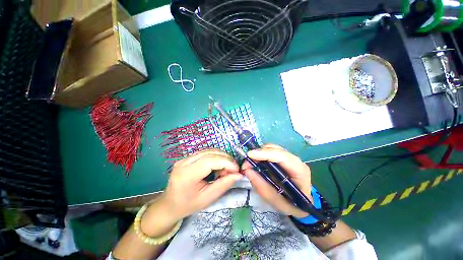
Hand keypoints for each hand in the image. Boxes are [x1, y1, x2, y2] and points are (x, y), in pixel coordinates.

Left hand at [163, 149, 241, 218]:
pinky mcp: (187, 157)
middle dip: (226, 159)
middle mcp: (184, 162)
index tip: (237, 169)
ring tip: (226, 169)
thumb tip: (239, 175)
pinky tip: (218, 166)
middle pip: (210, 153)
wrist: (170, 204)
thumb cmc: (189, 205)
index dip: (226, 162)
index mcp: (187, 175)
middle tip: (233, 170)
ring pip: (209, 151)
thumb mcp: (208, 199)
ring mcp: (184, 158)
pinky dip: (216, 157)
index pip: (210, 161)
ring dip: (222, 157)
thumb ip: (224, 185)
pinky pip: (206, 153)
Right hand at [242, 144, 311, 217]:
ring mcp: (290, 157)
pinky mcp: (284, 158)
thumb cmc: (292, 205)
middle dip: (259, 153)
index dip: (265, 154)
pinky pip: (271, 151)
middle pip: (276, 150)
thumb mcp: (276, 201)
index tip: (249, 155)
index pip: (282, 157)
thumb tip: (247, 170)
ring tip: (251, 163)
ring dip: (260, 153)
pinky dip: (262, 154)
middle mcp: (296, 160)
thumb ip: (261, 186)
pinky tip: (257, 161)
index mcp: (299, 171)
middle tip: (247, 163)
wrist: (302, 204)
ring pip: (273, 148)